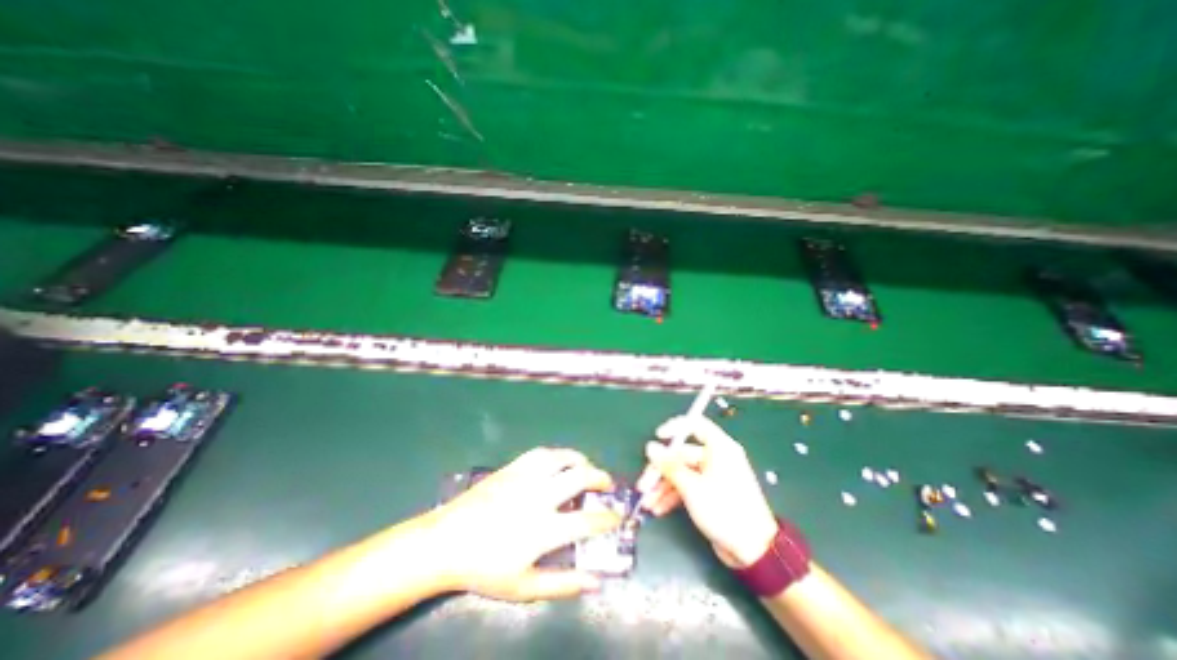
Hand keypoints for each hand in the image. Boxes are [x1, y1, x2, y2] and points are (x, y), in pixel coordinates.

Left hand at [425, 449, 624, 602]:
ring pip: (562, 458)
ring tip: (587, 467)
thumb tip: (596, 582)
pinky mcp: (513, 467)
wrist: (447, 541)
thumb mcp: (524, 587)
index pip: (587, 521)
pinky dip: (557, 454)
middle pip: (580, 478)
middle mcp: (539, 496)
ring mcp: (525, 477)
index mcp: (543, 529)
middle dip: (600, 478)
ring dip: (581, 460)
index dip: (608, 518)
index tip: (618, 517)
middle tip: (607, 484)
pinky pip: (541, 453)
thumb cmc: (485, 568)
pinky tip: (560, 461)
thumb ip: (562, 584)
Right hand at [641, 418, 778, 565]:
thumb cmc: (725, 510)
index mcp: (719, 448)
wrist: (753, 552)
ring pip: (681, 473)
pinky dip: (673, 496)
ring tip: (647, 503)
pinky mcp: (710, 493)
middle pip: (681, 454)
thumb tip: (650, 447)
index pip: (695, 424)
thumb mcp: (692, 487)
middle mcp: (715, 458)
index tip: (657, 437)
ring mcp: (712, 476)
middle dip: (660, 470)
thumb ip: (669, 465)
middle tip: (643, 485)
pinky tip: (658, 508)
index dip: (674, 427)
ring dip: (662, 487)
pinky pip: (687, 487)